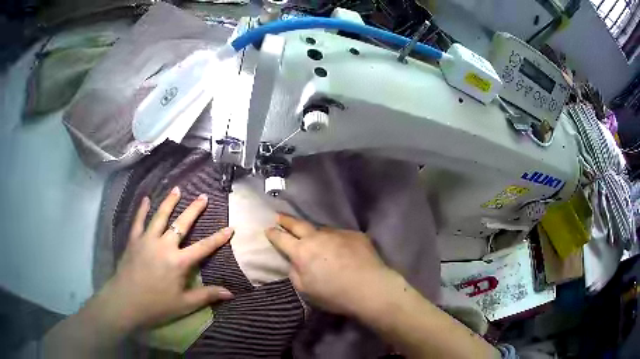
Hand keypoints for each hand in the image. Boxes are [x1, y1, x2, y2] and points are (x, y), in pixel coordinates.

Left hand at [98, 187, 233, 332]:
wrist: (125, 302)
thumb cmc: (157, 305)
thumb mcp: (184, 304)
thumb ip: (207, 295)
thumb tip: (231, 293)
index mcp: (179, 262)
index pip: (203, 247)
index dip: (218, 238)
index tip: (231, 228)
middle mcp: (164, 246)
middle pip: (182, 224)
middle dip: (194, 210)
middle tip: (203, 196)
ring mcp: (147, 240)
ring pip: (160, 216)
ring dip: (169, 202)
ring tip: (177, 189)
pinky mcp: (134, 240)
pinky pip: (139, 221)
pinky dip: (142, 209)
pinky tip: (146, 199)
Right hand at [265, 214, 396, 316]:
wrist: (369, 287)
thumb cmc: (334, 294)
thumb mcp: (306, 290)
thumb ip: (295, 273)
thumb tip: (295, 263)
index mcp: (301, 252)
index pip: (281, 239)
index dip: (273, 234)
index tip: (268, 229)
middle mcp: (317, 237)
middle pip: (298, 224)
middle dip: (286, 220)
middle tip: (279, 216)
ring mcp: (337, 233)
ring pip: (321, 230)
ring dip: (316, 233)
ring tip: (317, 239)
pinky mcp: (354, 234)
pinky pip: (340, 235)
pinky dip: (337, 241)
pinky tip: (343, 250)